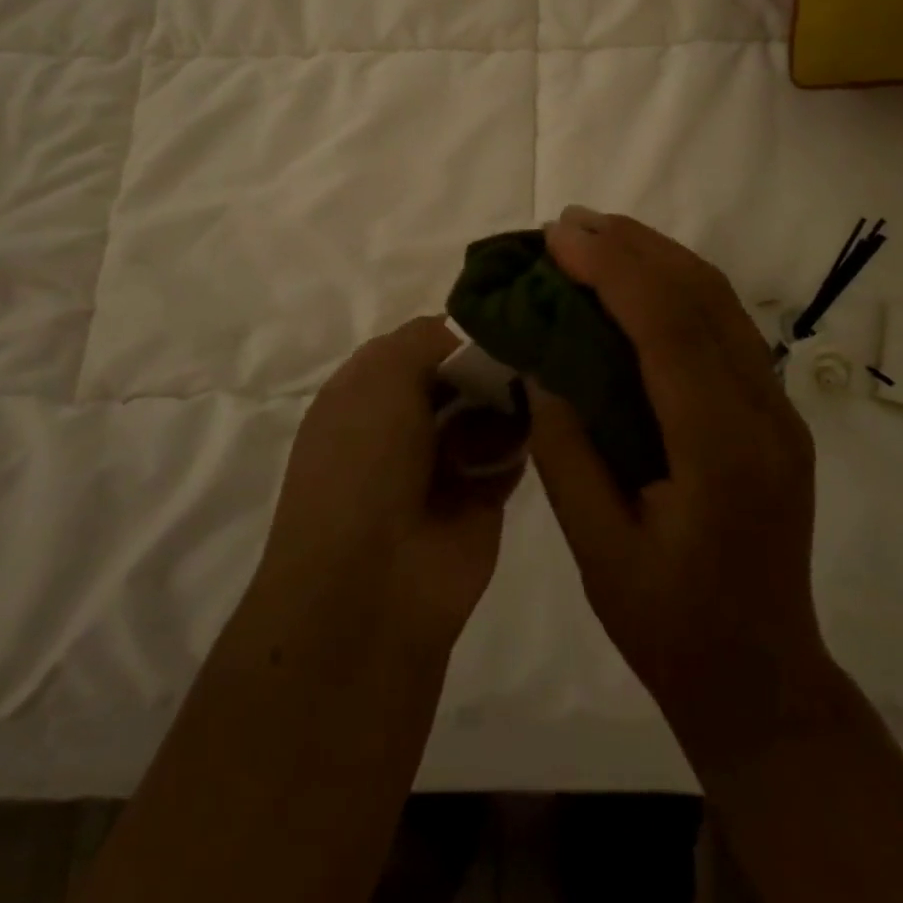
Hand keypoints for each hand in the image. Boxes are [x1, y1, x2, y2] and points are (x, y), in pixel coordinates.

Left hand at [255, 318, 527, 657]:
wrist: (373, 584)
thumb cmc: (364, 460)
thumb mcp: (381, 375)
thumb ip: (426, 339)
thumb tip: (469, 336)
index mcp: (365, 391)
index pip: (419, 344)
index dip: (455, 333)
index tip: (501, 318)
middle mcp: (402, 422)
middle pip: (458, 375)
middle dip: (489, 362)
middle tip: (527, 350)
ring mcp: (442, 461)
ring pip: (489, 409)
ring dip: (509, 398)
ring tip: (532, 387)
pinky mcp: (482, 496)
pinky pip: (512, 451)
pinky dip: (524, 438)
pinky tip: (538, 423)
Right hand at [528, 209, 837, 779]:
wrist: (762, 678)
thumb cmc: (671, 628)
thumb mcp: (597, 551)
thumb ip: (566, 451)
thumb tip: (541, 367)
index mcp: (723, 453)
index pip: (669, 328)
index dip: (613, 270)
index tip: (558, 238)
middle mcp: (765, 414)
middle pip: (703, 297)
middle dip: (632, 246)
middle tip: (567, 222)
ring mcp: (778, 410)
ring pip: (721, 302)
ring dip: (657, 256)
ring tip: (596, 235)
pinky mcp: (773, 412)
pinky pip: (725, 327)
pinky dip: (677, 287)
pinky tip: (637, 280)